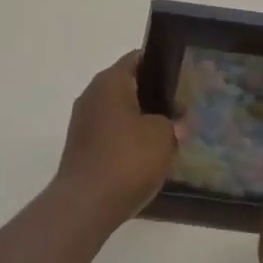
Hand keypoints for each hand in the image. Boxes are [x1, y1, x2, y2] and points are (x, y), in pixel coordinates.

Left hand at [52, 51, 180, 231]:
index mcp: (110, 80)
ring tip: (166, 134)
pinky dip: (125, 139)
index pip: (138, 58)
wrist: (85, 204)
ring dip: (138, 119)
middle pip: (127, 84)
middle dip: (151, 95)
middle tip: (179, 108)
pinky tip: (144, 156)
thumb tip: (177, 121)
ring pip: (117, 110)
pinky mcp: (80, 145)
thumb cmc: (127, 160)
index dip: (160, 65)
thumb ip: (173, 123)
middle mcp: (92, 93)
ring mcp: (83, 120)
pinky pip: (108, 132)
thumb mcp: (163, 137)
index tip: (181, 78)